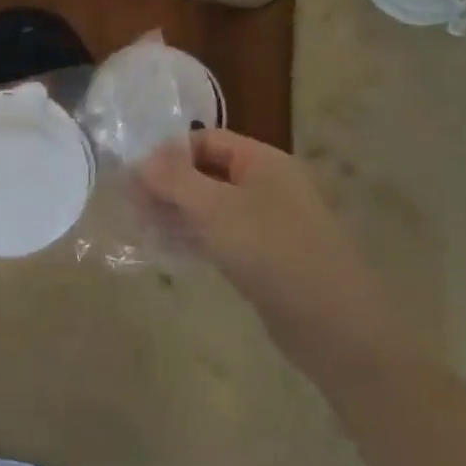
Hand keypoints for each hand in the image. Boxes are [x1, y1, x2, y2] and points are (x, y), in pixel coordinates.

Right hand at [136, 129, 412, 372]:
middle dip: (168, 186)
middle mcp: (267, 185)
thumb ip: (174, 180)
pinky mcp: (265, 257)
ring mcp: (268, 223)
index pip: (206, 140)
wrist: (333, 324)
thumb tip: (140, 160)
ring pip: (211, 207)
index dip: (168, 154)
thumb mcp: (215, 209)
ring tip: (144, 230)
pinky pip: (222, 236)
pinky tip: (170, 252)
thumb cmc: (271, 252)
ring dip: (177, 214)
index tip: (135, 179)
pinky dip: (195, 238)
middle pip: (206, 172)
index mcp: (263, 162)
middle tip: (133, 209)